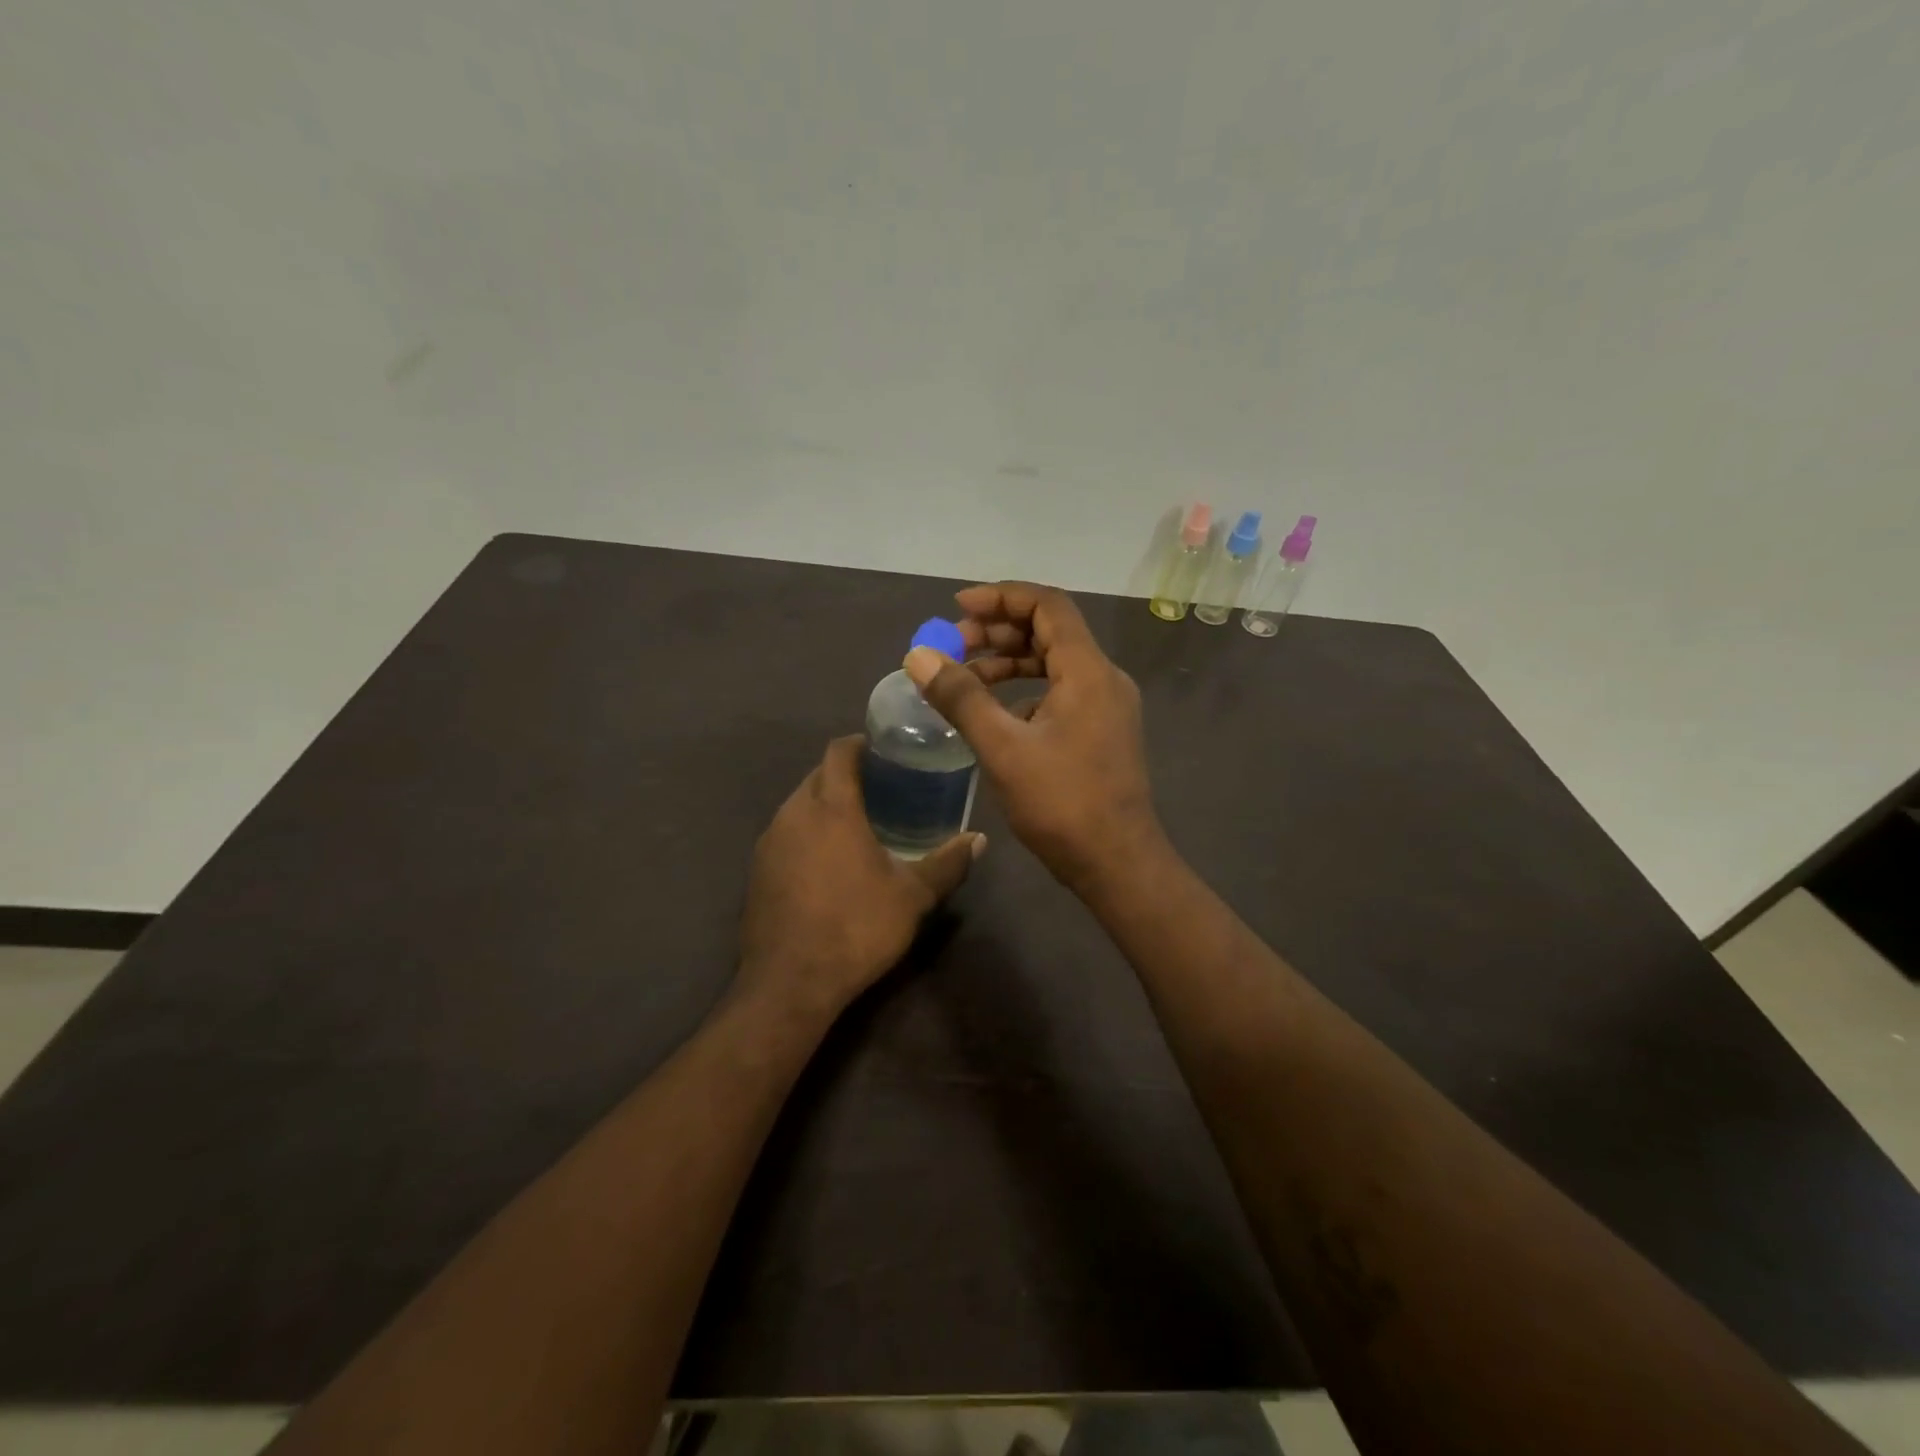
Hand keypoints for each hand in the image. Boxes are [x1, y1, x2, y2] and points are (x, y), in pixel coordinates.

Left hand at [737, 736, 981, 1021]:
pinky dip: (807, 833)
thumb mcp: (913, 896)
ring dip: (824, 805)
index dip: (861, 744)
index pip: (838, 751)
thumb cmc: (856, 927)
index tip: (886, 753)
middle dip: (846, 775)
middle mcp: (793, 814)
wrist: (790, 982)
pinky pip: (785, 833)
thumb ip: (947, 863)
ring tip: (858, 824)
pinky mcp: (757, 870)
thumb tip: (979, 840)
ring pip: (798, 804)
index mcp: (831, 807)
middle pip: (817, 775)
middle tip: (883, 790)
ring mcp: (769, 842)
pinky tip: (828, 862)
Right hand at [904, 582, 1164, 893]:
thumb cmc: (1062, 803)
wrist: (1117, 864)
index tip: (957, 607)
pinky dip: (1025, 691)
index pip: (1048, 606)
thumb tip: (918, 655)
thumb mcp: (1003, 748)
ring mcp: (1106, 707)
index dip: (1001, 597)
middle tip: (953, 645)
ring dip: (1009, 662)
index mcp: (1088, 671)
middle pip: (1050, 631)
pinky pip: (1061, 692)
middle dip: (999, 631)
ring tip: (964, 675)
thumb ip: (961, 697)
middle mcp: (1104, 679)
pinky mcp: (1101, 731)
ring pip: (1055, 663)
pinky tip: (995, 714)